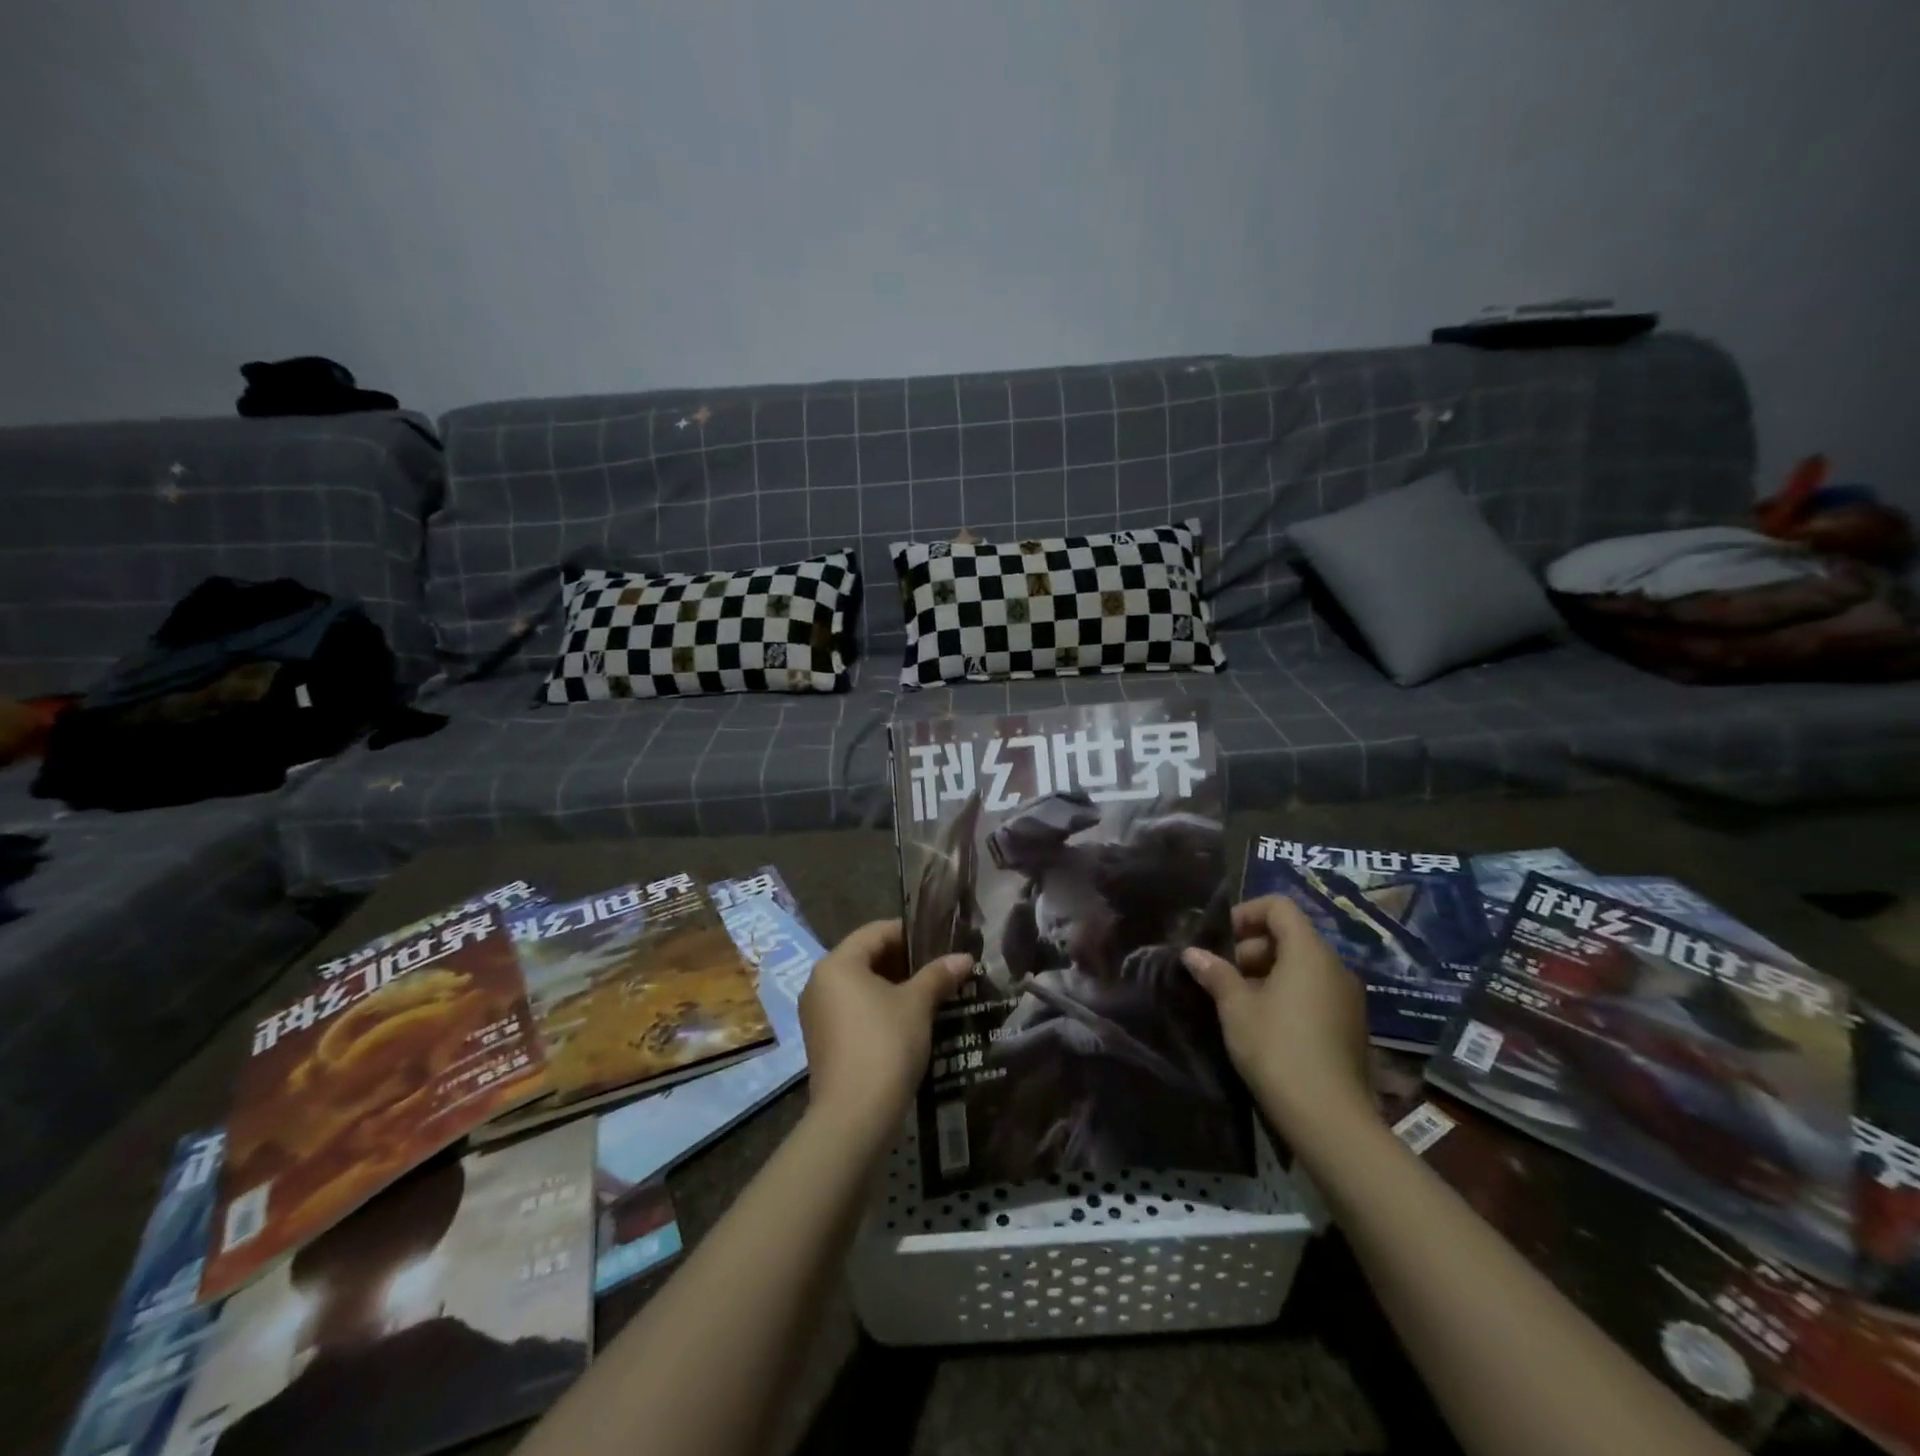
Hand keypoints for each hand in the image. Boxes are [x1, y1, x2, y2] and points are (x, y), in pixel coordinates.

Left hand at [798, 919, 973, 1137]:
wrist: (855, 1115)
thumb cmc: (885, 1044)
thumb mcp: (917, 1004)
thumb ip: (938, 975)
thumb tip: (964, 957)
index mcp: (837, 964)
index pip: (876, 932)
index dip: (910, 933)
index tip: (940, 942)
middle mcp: (819, 983)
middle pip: (866, 957)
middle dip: (904, 961)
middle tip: (939, 968)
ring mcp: (817, 1014)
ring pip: (860, 986)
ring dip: (894, 986)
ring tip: (930, 994)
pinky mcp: (822, 1042)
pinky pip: (853, 1010)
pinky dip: (879, 1008)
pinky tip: (909, 1021)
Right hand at [1180, 895, 1372, 1142]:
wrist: (1330, 1119)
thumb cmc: (1278, 1049)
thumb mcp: (1236, 1008)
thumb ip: (1215, 973)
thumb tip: (1192, 953)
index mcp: (1309, 953)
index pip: (1279, 907)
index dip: (1246, 913)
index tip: (1219, 939)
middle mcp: (1335, 967)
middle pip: (1290, 936)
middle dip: (1251, 948)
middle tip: (1222, 975)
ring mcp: (1348, 998)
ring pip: (1302, 966)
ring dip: (1267, 973)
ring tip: (1238, 1002)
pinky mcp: (1351, 1026)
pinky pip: (1315, 991)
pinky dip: (1288, 994)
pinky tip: (1265, 1025)